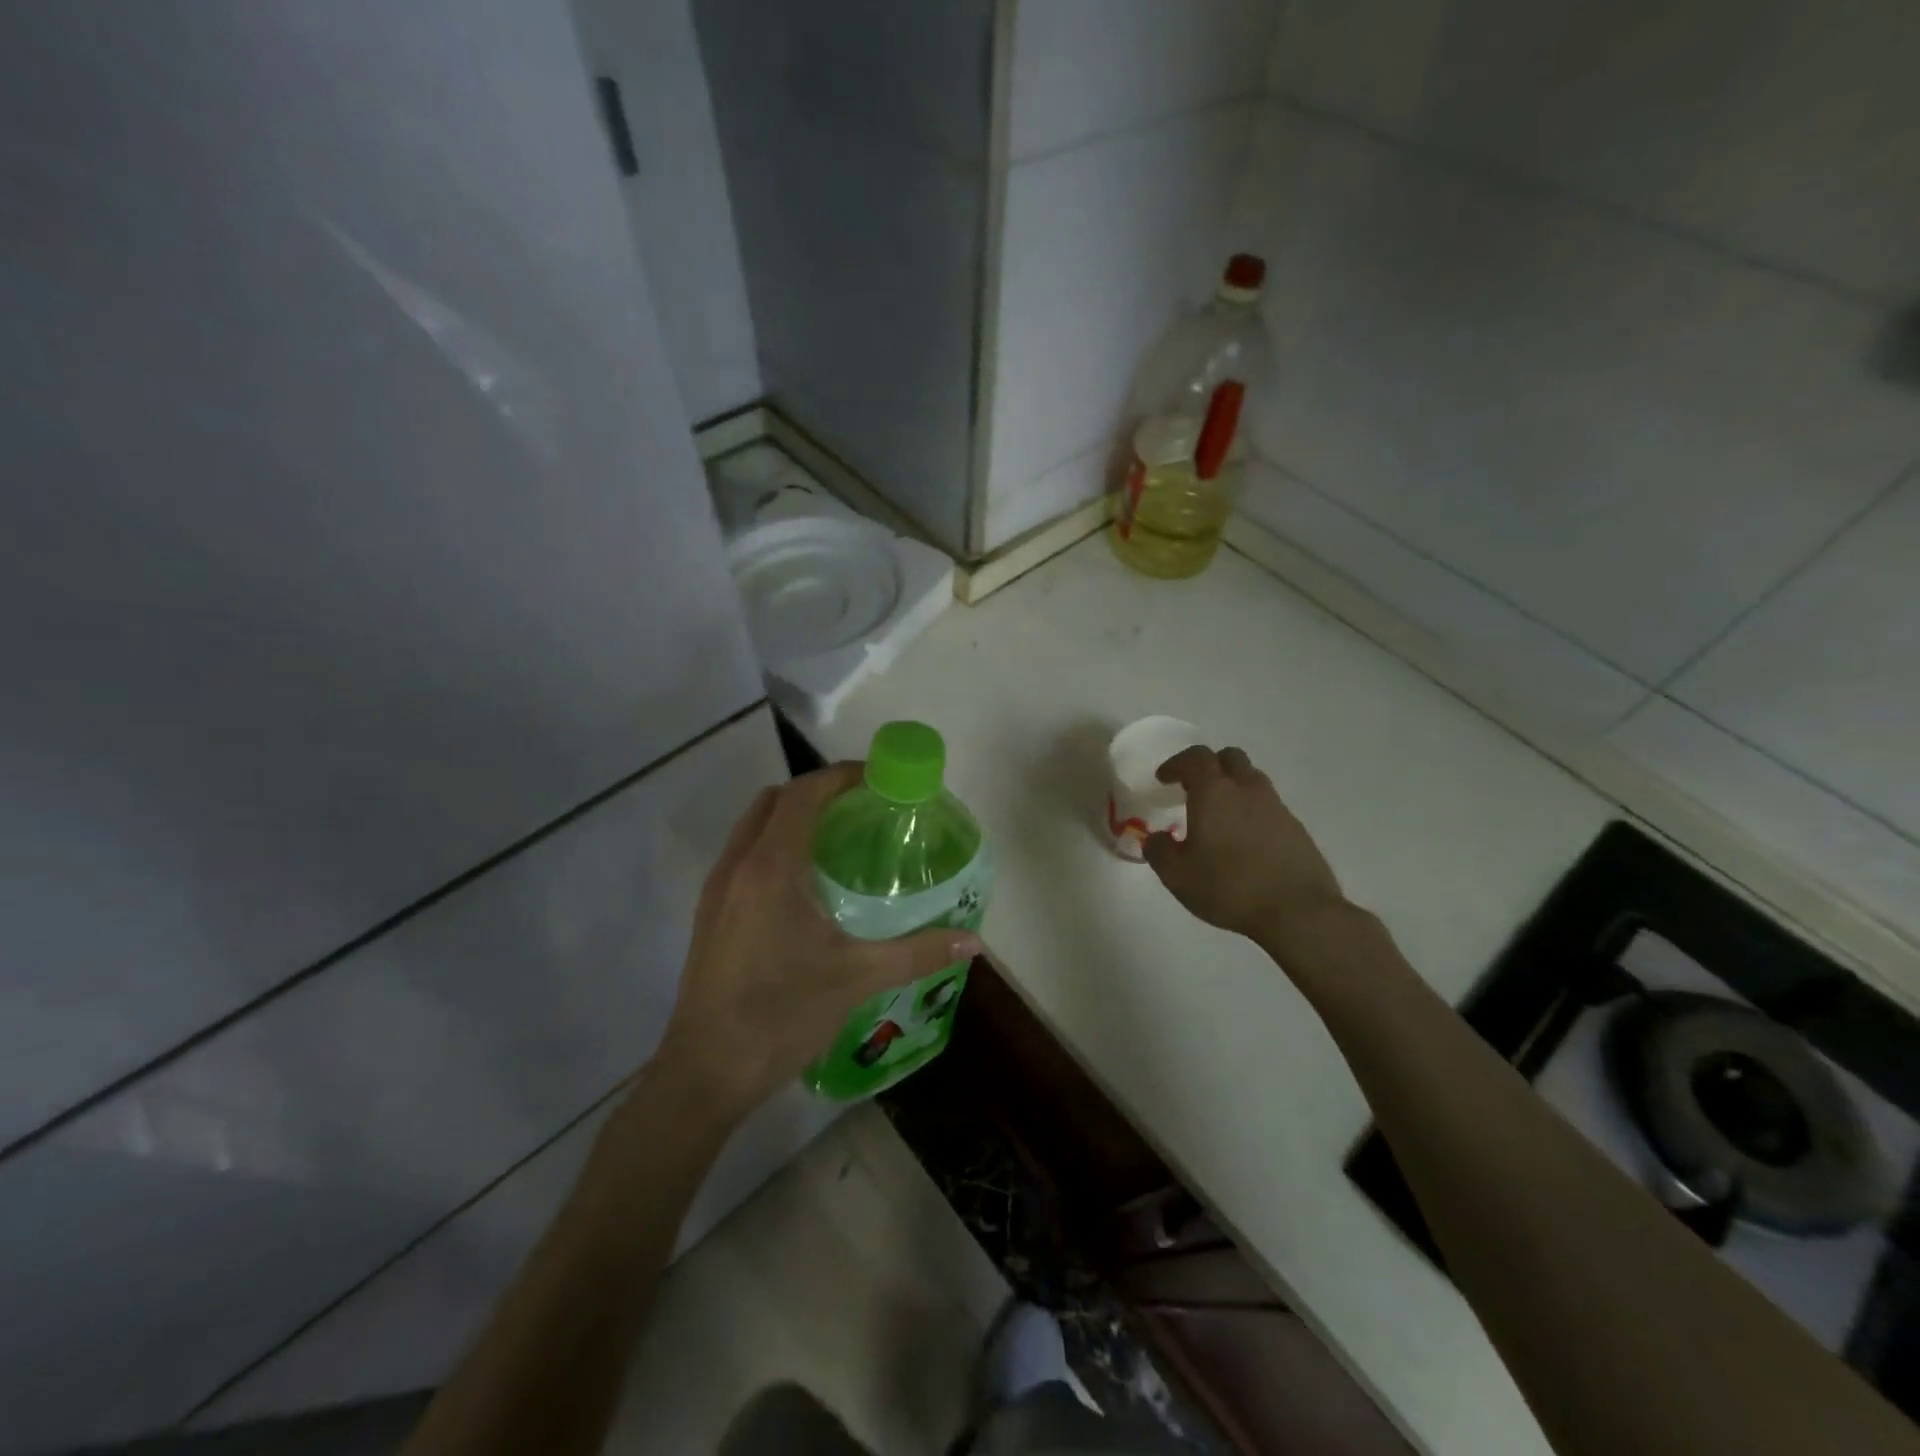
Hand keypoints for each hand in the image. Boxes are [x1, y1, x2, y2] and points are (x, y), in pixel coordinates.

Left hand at [654, 762, 981, 1120]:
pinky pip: (745, 854)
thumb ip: (917, 953)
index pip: (803, 794)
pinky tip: (806, 884)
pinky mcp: (710, 914)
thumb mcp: (856, 979)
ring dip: (793, 817)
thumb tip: (972, 940)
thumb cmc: (780, 1015)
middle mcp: (738, 866)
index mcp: (770, 868)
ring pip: (754, 826)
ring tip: (839, 839)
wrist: (705, 1072)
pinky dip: (776, 845)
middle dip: (817, 792)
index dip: (839, 776)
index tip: (878, 779)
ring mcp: (717, 890)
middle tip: (862, 807)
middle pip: (775, 800)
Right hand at [1143, 745, 1347, 947]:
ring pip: (1251, 780)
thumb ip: (1159, 850)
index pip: (1195, 758)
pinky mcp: (1295, 827)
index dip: (1176, 764)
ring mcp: (1276, 806)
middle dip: (1209, 767)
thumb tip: (1158, 838)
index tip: (1164, 779)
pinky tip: (1244, 840)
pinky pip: (1268, 806)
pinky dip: (1251, 811)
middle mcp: (1247, 789)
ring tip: (1219, 815)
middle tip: (1194, 789)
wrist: (1298, 911)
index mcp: (1214, 792)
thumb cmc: (1229, 887)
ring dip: (1233, 787)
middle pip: (1229, 758)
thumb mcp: (1178, 875)